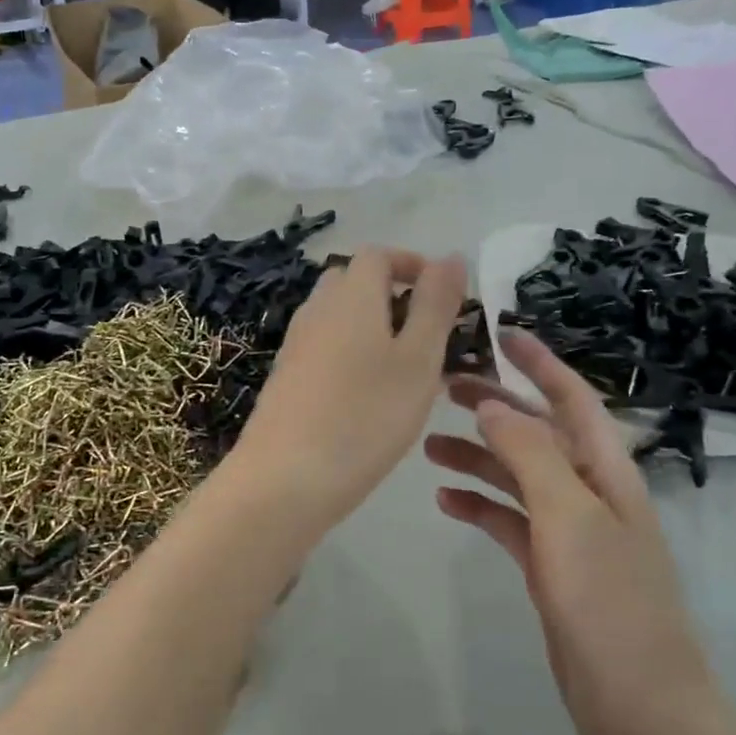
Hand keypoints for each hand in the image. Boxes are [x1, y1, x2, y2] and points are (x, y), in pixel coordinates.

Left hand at [231, 249, 467, 529]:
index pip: (378, 255)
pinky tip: (369, 397)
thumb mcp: (418, 359)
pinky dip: (352, 354)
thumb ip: (436, 305)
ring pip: (339, 317)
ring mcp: (296, 344)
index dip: (412, 264)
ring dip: (374, 327)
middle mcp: (317, 310)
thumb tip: (451, 256)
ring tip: (406, 370)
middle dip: (393, 295)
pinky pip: (325, 347)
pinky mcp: (285, 377)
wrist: (284, 479)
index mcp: (350, 296)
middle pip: (354, 282)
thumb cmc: (365, 416)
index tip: (444, 294)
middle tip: (427, 334)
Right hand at [425, 330, 723, 734]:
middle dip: (495, 404)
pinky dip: (480, 504)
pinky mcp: (550, 568)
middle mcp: (589, 491)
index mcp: (605, 470)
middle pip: (537, 431)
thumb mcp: (571, 518)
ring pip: (517, 475)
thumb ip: (531, 454)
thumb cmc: (612, 604)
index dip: (539, 362)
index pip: (571, 397)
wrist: (643, 711)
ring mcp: (569, 532)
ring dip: (478, 455)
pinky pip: (509, 520)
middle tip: (443, 386)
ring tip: (428, 445)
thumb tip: (492, 404)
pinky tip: (446, 501)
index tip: (499, 333)